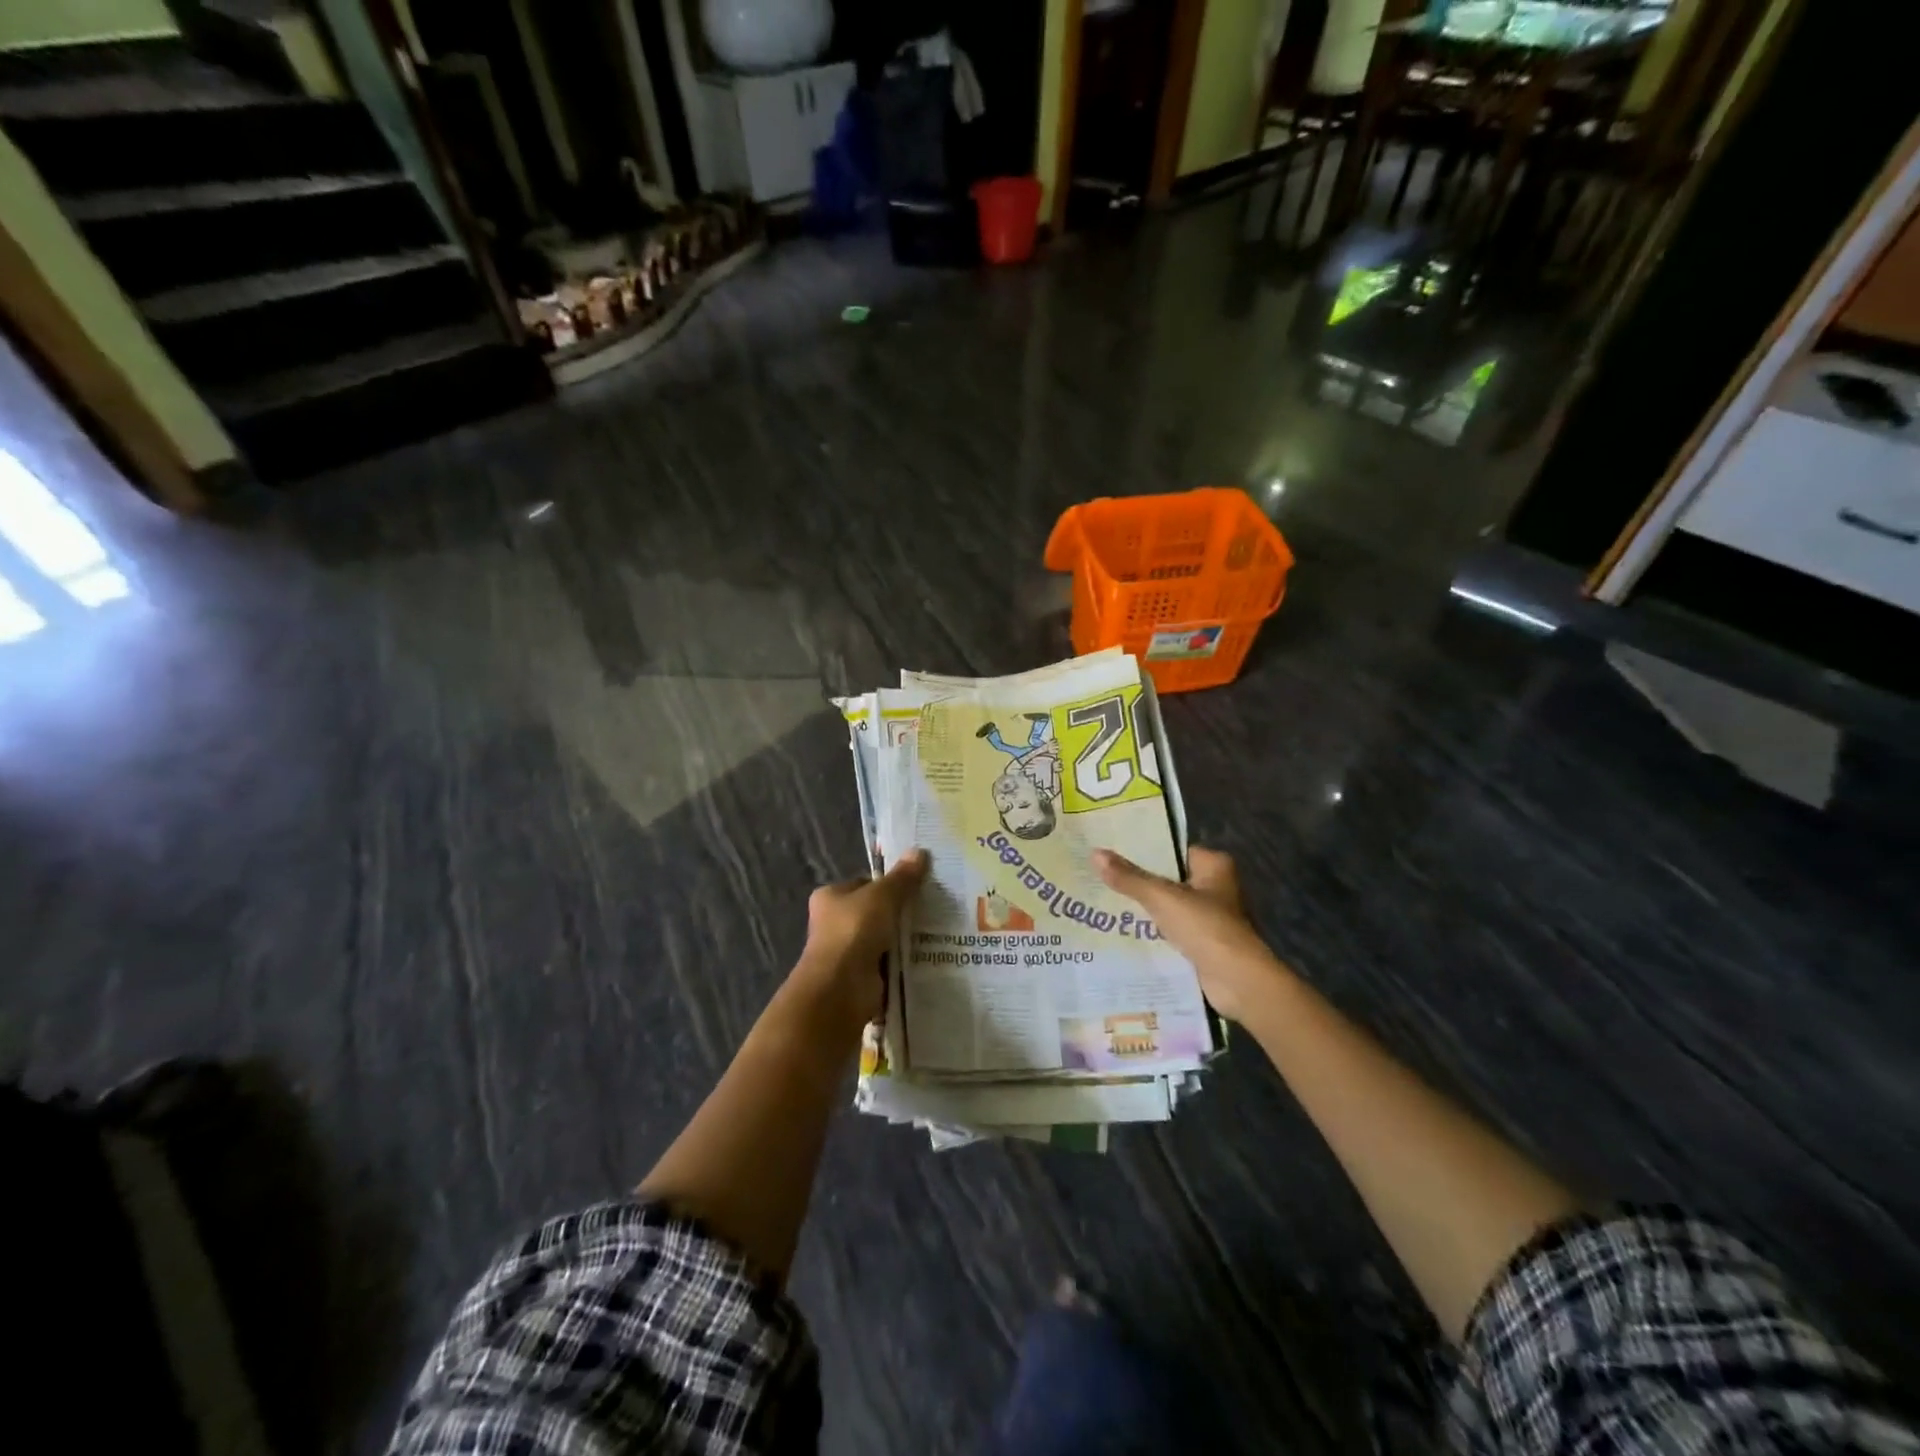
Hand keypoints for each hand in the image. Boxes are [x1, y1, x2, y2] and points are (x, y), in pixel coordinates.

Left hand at [792, 849, 928, 1034]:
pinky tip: (926, 955)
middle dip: (898, 912)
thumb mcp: (883, 896)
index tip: (916, 886)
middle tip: (930, 907)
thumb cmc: (854, 930)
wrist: (841, 986)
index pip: (863, 884)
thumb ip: (902, 877)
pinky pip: (887, 962)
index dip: (888, 884)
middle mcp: (833, 923)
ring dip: (902, 938)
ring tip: (935, 930)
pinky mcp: (860, 976)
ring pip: (882, 938)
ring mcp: (846, 951)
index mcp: (830, 897)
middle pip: (874, 911)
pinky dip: (902, 961)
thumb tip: (920, 852)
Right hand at [1094, 846, 1287, 1022]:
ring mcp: (1211, 917)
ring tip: (1103, 901)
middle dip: (1138, 881)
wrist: (1237, 981)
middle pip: (1168, 878)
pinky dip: (1153, 931)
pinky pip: (1172, 930)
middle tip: (1100, 876)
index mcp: (1214, 866)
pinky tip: (1122, 930)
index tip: (1111, 851)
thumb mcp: (1162, 898)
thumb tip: (1095, 853)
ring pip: (1168, 906)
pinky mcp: (1204, 943)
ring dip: (1144, 908)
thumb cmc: (1205, 927)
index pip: (1172, 850)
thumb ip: (1129, 877)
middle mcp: (1216, 887)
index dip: (1143, 851)